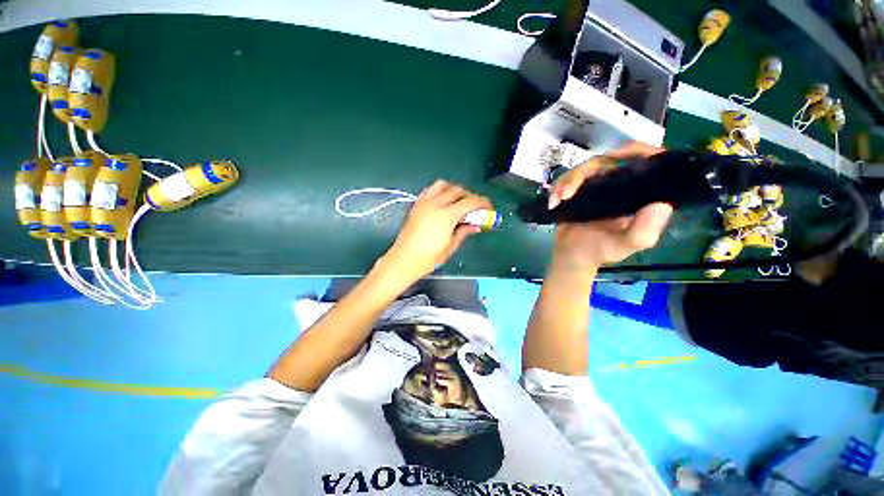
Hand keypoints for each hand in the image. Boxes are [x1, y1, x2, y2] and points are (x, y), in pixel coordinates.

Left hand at [383, 180, 491, 280]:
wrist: (404, 259)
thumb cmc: (429, 257)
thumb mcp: (451, 246)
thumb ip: (464, 232)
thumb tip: (476, 225)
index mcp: (447, 215)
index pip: (469, 202)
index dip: (482, 202)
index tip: (488, 206)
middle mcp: (436, 204)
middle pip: (457, 190)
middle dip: (469, 195)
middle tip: (474, 206)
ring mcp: (424, 202)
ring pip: (442, 185)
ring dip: (454, 189)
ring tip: (458, 200)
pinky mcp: (416, 205)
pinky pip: (430, 190)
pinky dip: (439, 190)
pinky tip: (442, 201)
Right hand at [548, 142, 672, 271]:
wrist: (573, 256)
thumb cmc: (601, 251)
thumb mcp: (627, 245)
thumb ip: (644, 231)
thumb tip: (661, 204)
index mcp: (638, 194)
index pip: (645, 162)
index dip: (635, 151)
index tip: (616, 155)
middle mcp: (619, 185)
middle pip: (606, 161)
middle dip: (584, 172)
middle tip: (568, 191)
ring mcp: (596, 186)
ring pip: (583, 169)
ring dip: (567, 181)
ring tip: (559, 199)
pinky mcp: (577, 191)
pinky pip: (567, 179)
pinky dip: (558, 187)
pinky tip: (553, 202)